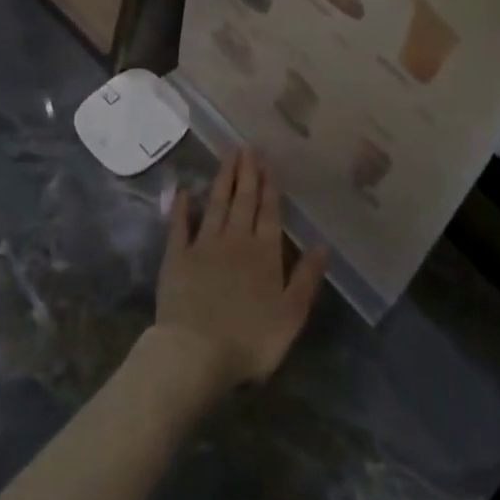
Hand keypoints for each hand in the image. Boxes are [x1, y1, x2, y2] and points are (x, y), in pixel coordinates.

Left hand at [151, 149, 327, 400]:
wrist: (195, 352)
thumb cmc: (249, 339)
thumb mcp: (291, 315)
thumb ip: (307, 278)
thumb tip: (322, 245)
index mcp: (265, 253)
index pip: (269, 213)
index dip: (270, 188)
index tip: (268, 163)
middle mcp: (236, 240)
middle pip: (244, 201)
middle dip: (248, 173)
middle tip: (248, 147)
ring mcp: (204, 245)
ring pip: (216, 204)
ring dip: (223, 179)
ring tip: (228, 155)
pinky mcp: (177, 256)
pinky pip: (180, 225)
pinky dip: (182, 207)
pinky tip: (184, 191)